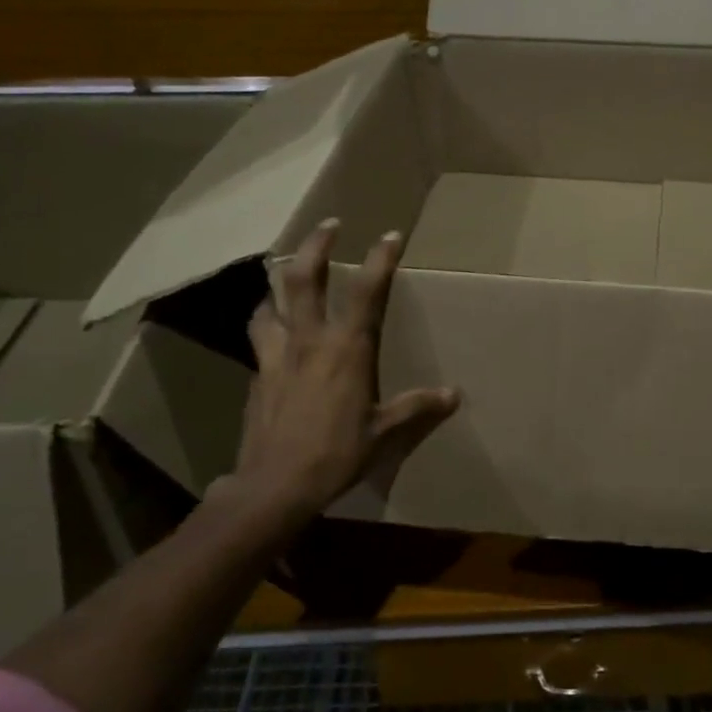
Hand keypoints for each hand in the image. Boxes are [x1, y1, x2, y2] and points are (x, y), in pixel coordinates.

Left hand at [223, 219, 459, 524]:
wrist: (274, 485)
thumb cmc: (336, 454)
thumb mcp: (384, 433)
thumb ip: (417, 407)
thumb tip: (453, 395)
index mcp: (347, 349)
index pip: (367, 290)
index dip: (380, 258)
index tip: (390, 234)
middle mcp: (309, 340)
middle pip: (302, 278)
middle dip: (316, 245)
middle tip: (329, 225)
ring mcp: (276, 355)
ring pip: (270, 302)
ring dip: (278, 282)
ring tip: (285, 274)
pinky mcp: (257, 375)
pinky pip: (259, 336)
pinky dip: (266, 322)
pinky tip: (271, 330)